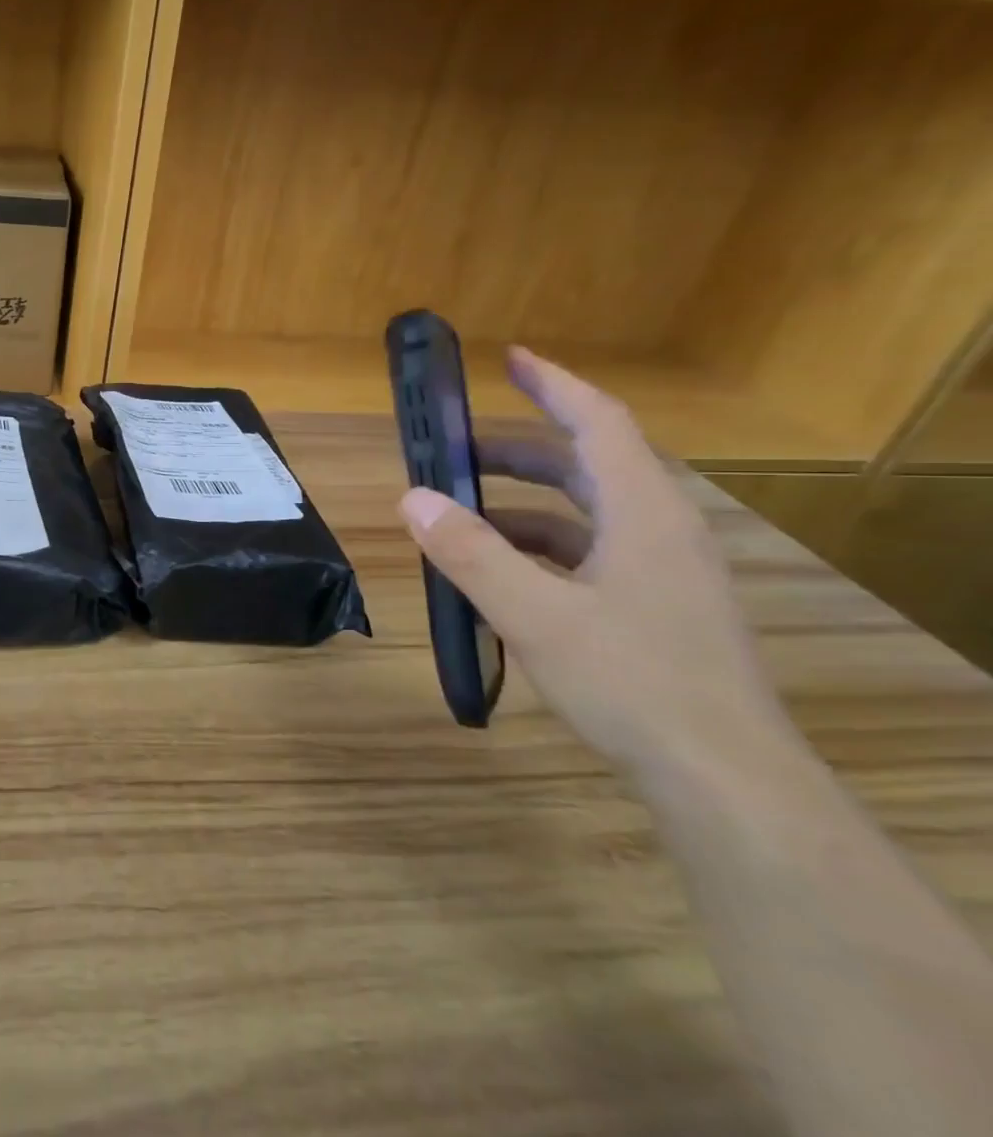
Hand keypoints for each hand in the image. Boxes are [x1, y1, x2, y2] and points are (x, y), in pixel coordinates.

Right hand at [397, 348, 795, 777]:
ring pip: (585, 513)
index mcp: (642, 514)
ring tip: (461, 516)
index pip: (598, 423)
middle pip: (587, 465)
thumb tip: (412, 499)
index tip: (510, 358)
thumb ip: (471, 553)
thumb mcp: (535, 615)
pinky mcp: (655, 607)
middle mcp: (659, 530)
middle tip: (455, 450)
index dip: (554, 384)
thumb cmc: (633, 683)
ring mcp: (662, 572)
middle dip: (518, 451)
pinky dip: (539, 548)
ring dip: (523, 505)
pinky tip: (499, 574)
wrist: (724, 779)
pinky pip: (589, 554)